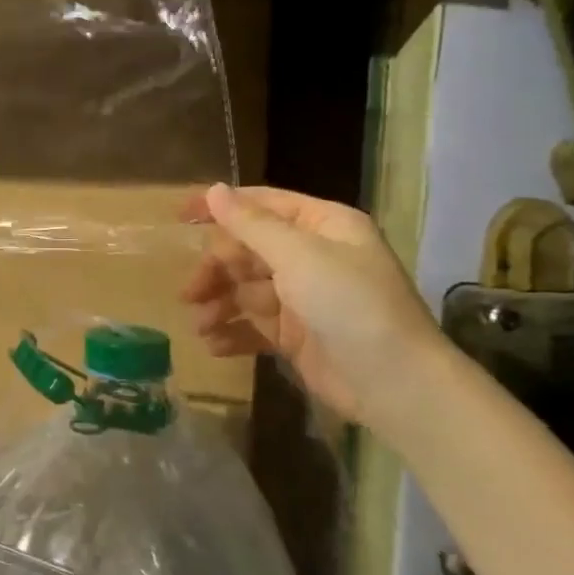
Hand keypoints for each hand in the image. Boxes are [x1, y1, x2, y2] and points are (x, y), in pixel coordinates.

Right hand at [182, 183, 440, 423]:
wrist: (395, 385)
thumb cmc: (350, 305)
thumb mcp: (298, 256)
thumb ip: (251, 224)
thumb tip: (214, 189)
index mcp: (321, 226)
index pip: (262, 204)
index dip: (220, 207)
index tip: (178, 216)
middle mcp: (311, 256)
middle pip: (247, 251)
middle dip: (215, 270)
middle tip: (190, 293)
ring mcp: (303, 297)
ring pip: (245, 290)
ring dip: (219, 304)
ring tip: (201, 325)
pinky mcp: (295, 335)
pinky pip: (253, 325)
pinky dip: (232, 333)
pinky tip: (213, 345)